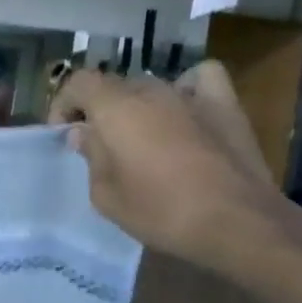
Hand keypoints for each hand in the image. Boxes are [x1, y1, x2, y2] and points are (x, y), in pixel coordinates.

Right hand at [49, 61, 287, 271]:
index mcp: (115, 107)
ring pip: (151, 87)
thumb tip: (84, 133)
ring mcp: (190, 94)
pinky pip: (200, 79)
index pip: (78, 83)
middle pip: (114, 87)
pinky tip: (185, 109)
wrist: (237, 223)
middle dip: (99, 110)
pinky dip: (187, 87)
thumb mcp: (106, 196)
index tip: (64, 134)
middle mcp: (151, 90)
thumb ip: (91, 157)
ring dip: (138, 107)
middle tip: (99, 145)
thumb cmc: (162, 211)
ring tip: (142, 137)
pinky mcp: (225, 104)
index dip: (64, 104)